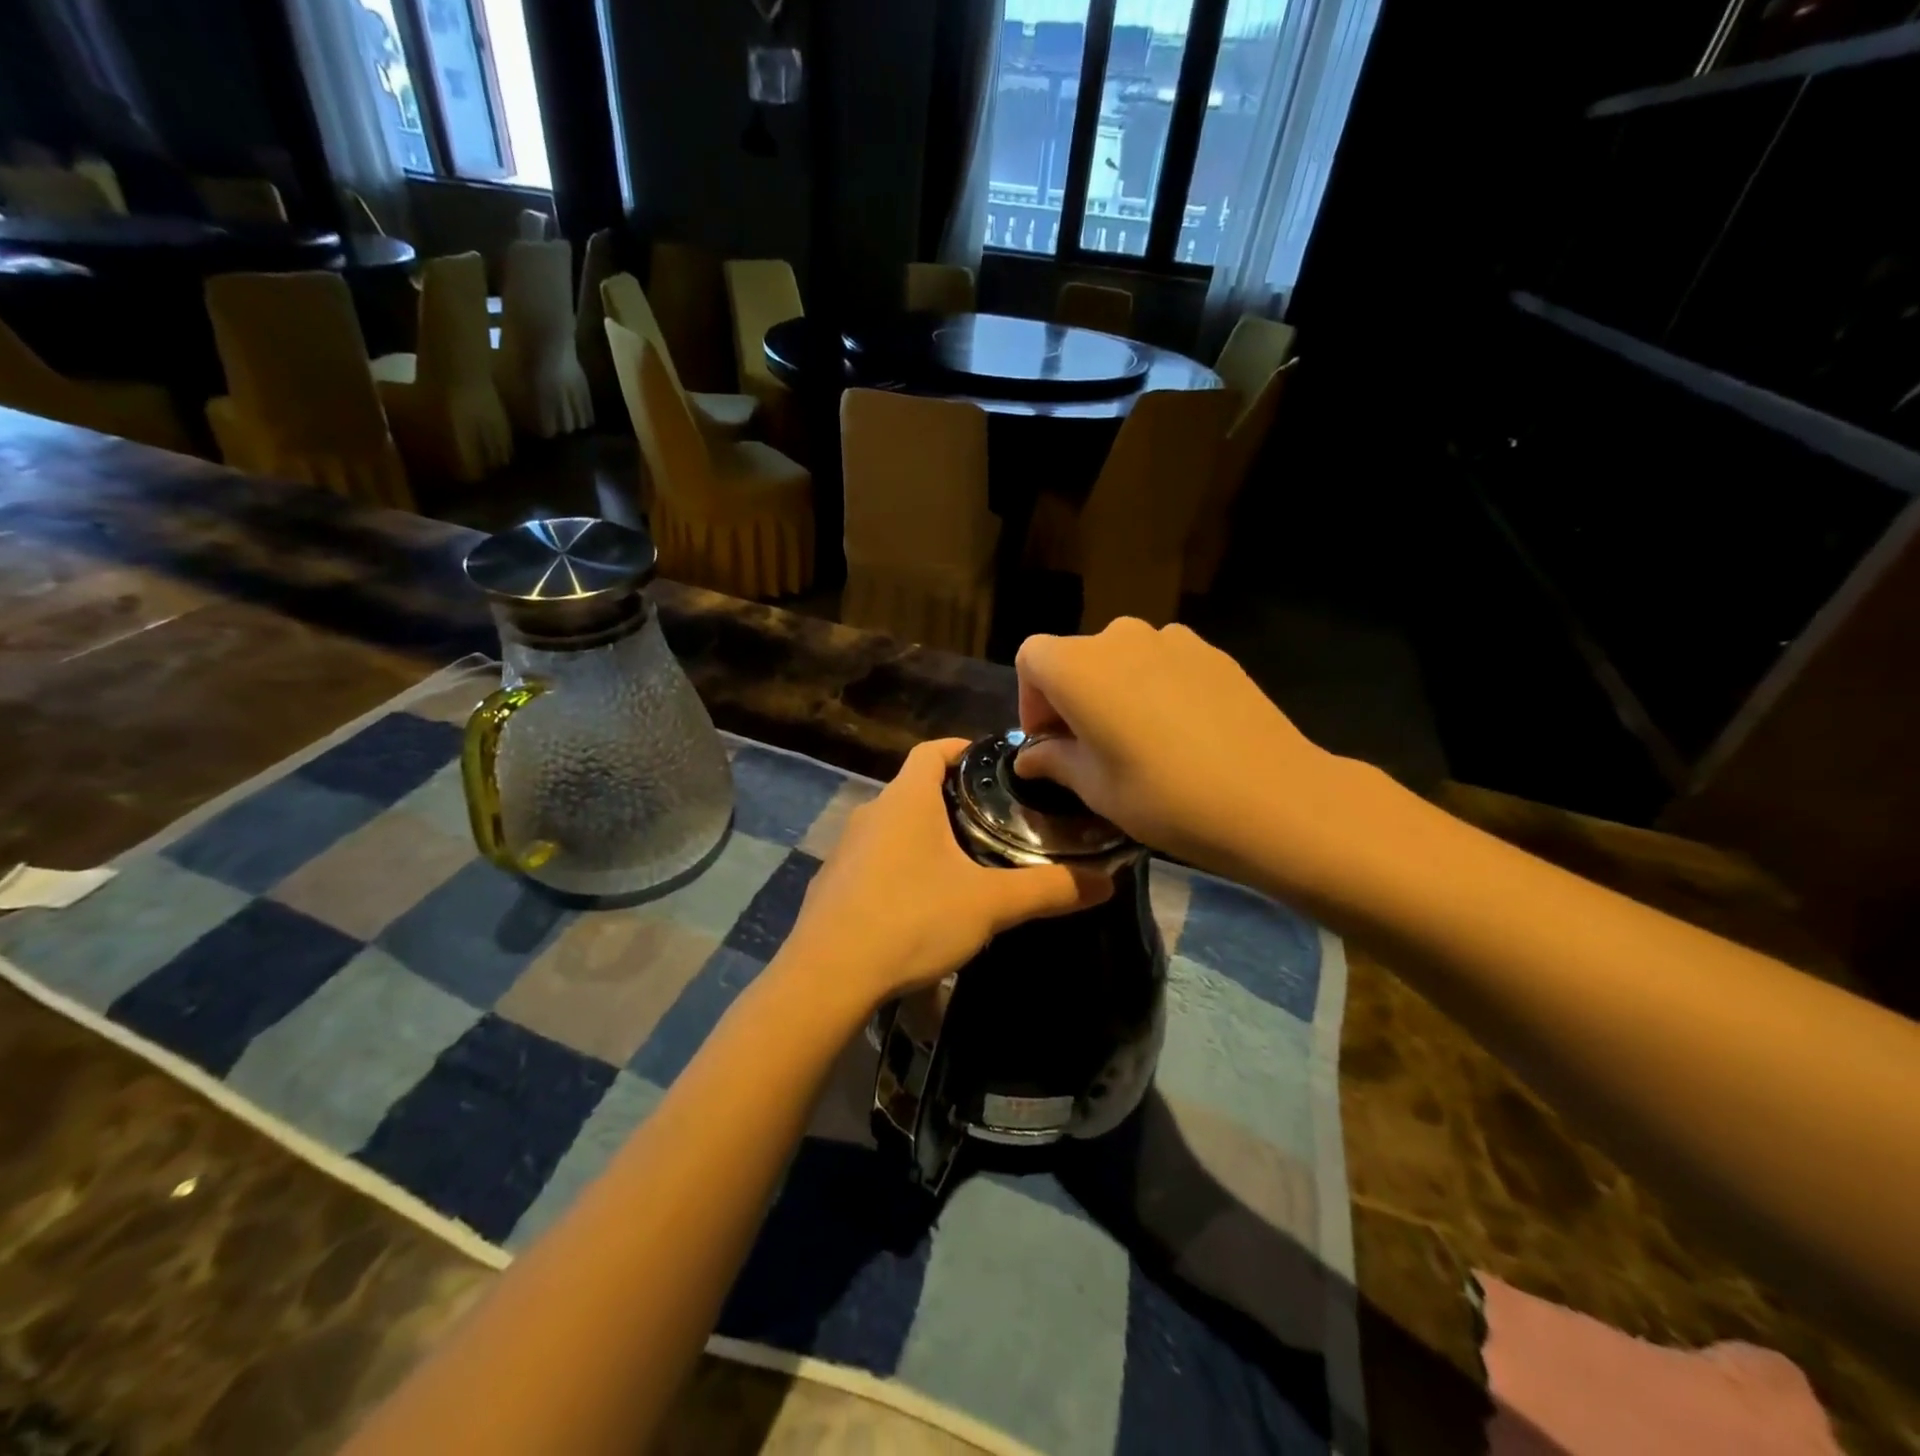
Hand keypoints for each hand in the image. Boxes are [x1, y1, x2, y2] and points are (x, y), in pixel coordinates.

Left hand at [779, 739, 1112, 1017]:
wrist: (828, 975)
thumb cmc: (911, 919)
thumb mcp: (989, 904)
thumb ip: (1048, 889)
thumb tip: (1107, 882)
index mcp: (906, 799)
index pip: (932, 750)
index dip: (962, 748)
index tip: (993, 762)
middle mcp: (871, 813)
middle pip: (915, 789)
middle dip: (952, 799)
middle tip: (994, 821)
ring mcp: (846, 849)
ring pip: (895, 827)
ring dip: (926, 836)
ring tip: (965, 863)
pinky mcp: (833, 884)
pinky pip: (875, 861)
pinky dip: (901, 867)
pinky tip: (921, 904)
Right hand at [1014, 619, 1354, 881]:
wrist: (1272, 797)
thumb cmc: (1165, 796)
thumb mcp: (1096, 789)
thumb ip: (1055, 761)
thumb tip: (1030, 757)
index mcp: (1079, 667)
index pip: (1031, 659)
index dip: (1031, 700)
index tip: (1050, 743)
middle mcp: (1120, 637)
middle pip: (1076, 656)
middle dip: (1071, 698)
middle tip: (1089, 749)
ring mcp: (1171, 638)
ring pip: (1121, 659)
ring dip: (1114, 691)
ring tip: (1138, 741)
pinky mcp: (1211, 652)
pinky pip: (1162, 662)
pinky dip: (1154, 687)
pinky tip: (1181, 732)